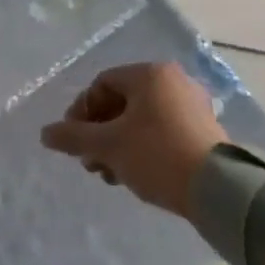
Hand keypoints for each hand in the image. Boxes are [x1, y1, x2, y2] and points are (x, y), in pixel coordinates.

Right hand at [40, 62, 225, 214]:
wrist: (219, 190)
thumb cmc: (157, 155)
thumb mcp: (107, 146)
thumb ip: (72, 137)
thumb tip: (45, 134)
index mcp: (150, 75)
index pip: (101, 84)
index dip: (80, 111)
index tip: (72, 140)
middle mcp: (174, 82)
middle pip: (121, 103)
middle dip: (98, 134)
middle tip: (90, 162)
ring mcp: (193, 106)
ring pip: (140, 121)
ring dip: (117, 145)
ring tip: (110, 174)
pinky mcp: (204, 131)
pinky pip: (161, 132)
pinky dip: (141, 149)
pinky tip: (133, 175)